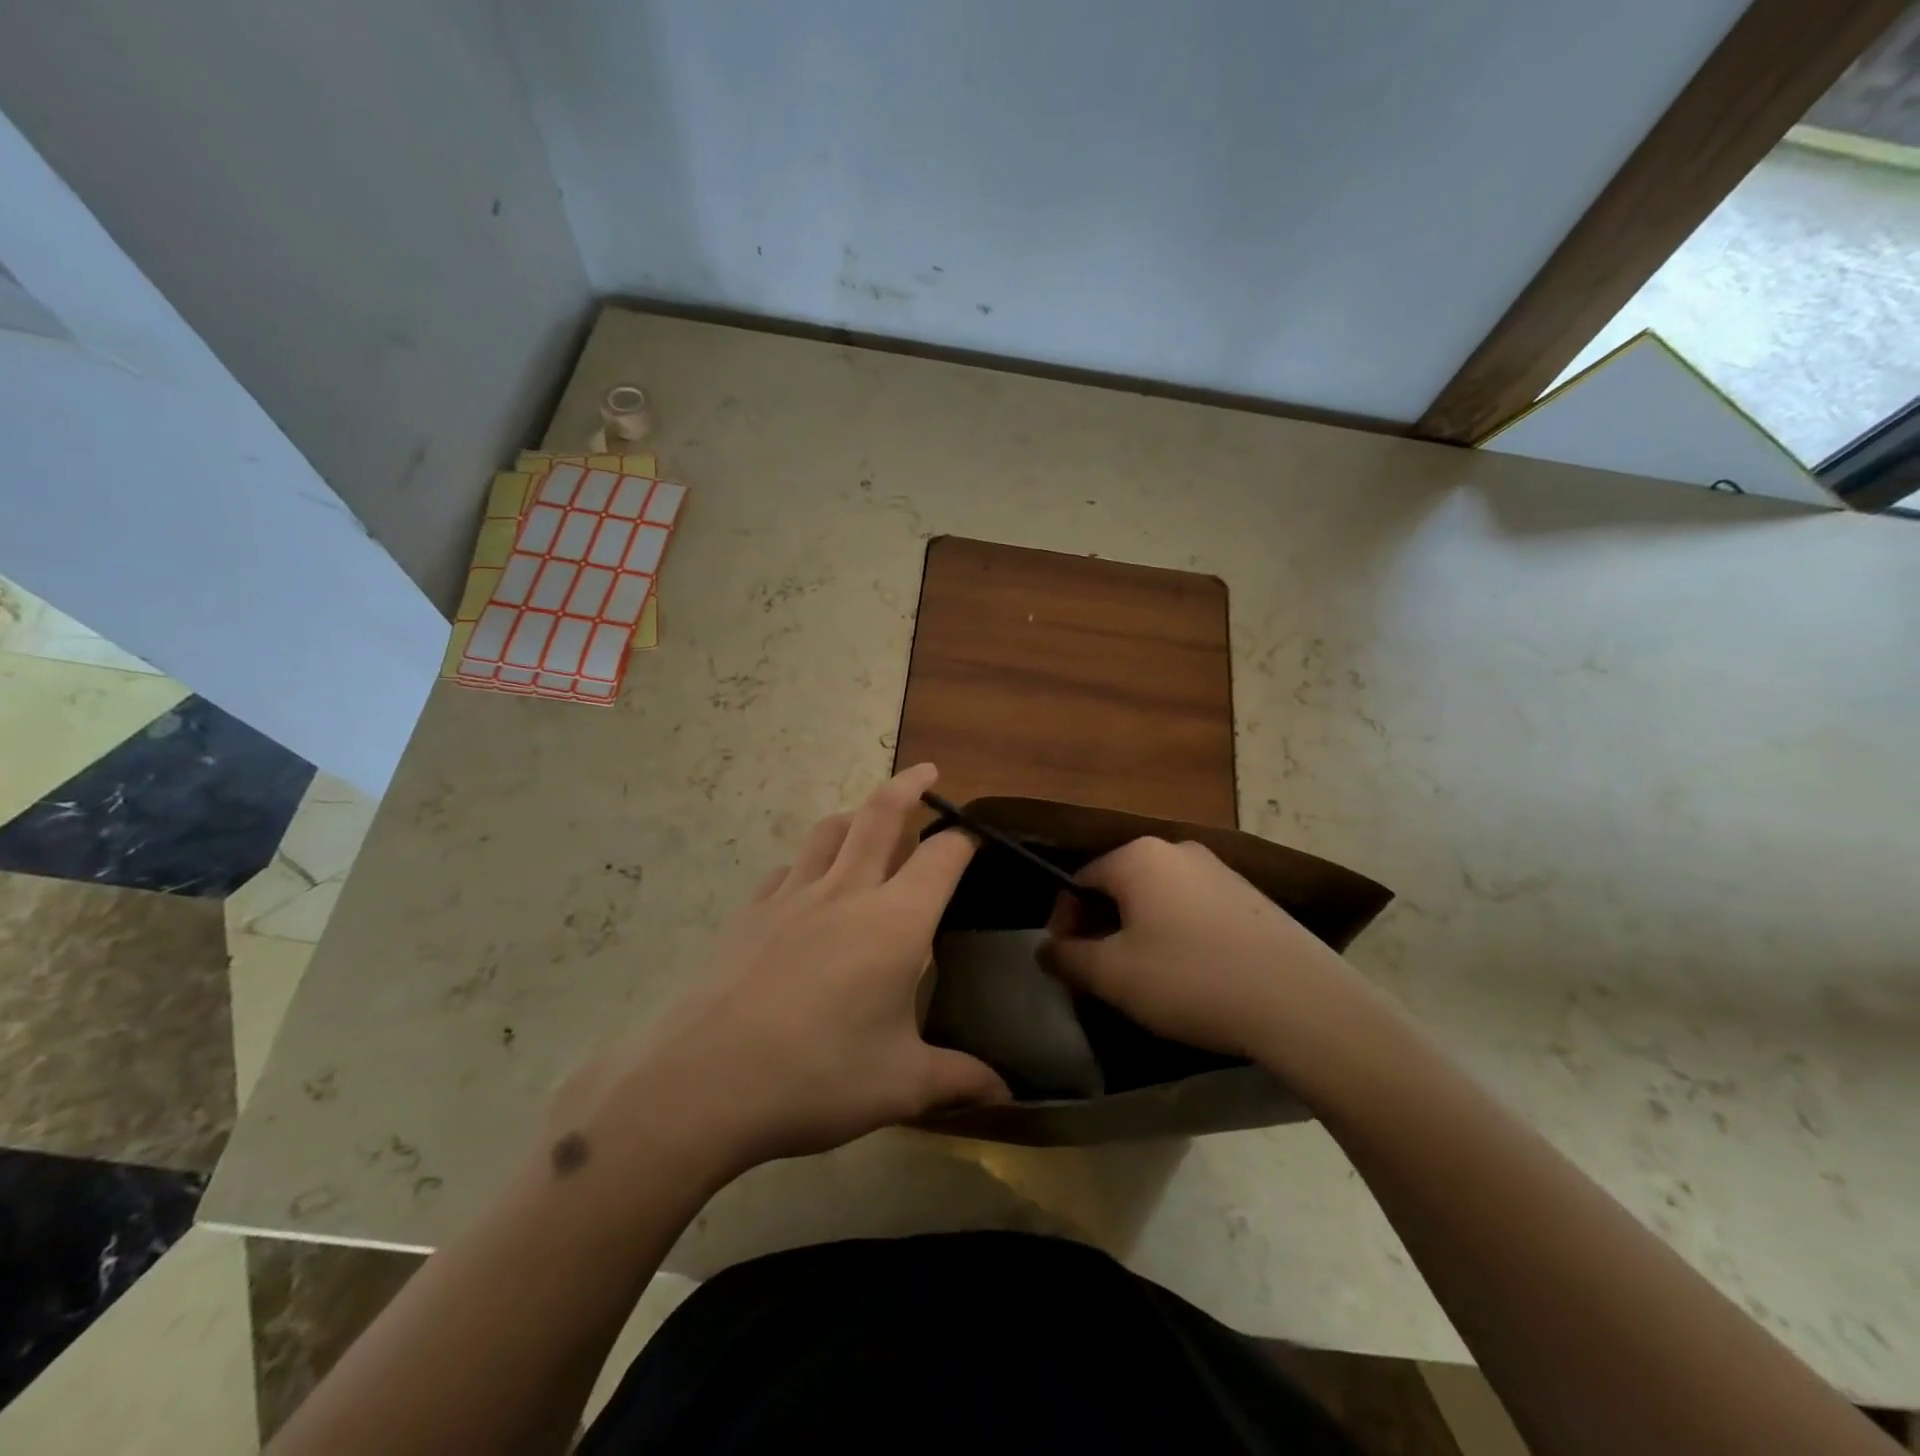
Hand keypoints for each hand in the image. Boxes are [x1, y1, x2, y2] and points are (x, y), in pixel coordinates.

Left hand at [551, 764, 1008, 1184]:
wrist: (705, 1082)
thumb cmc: (818, 1076)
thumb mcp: (900, 1085)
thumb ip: (958, 1080)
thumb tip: (1005, 1093)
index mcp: (895, 922)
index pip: (941, 858)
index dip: (966, 841)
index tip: (979, 838)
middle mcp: (846, 892)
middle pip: (880, 815)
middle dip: (909, 786)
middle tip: (927, 772)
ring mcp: (791, 897)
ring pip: (828, 832)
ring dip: (854, 814)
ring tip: (866, 819)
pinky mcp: (750, 913)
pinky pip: (786, 870)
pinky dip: (806, 863)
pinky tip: (805, 885)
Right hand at [1041, 836, 1361, 1062]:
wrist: (1299, 1001)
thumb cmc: (1190, 979)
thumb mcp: (1113, 974)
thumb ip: (1067, 957)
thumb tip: (1045, 949)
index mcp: (1138, 857)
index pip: (1079, 880)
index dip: (1064, 921)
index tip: (1066, 962)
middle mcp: (1177, 849)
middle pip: (1119, 886)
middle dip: (1101, 927)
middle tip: (1102, 975)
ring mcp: (1219, 870)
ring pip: (1157, 898)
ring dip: (1138, 931)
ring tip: (1145, 979)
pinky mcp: (1250, 897)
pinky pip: (1193, 908)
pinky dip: (1177, 934)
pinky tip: (1191, 974)